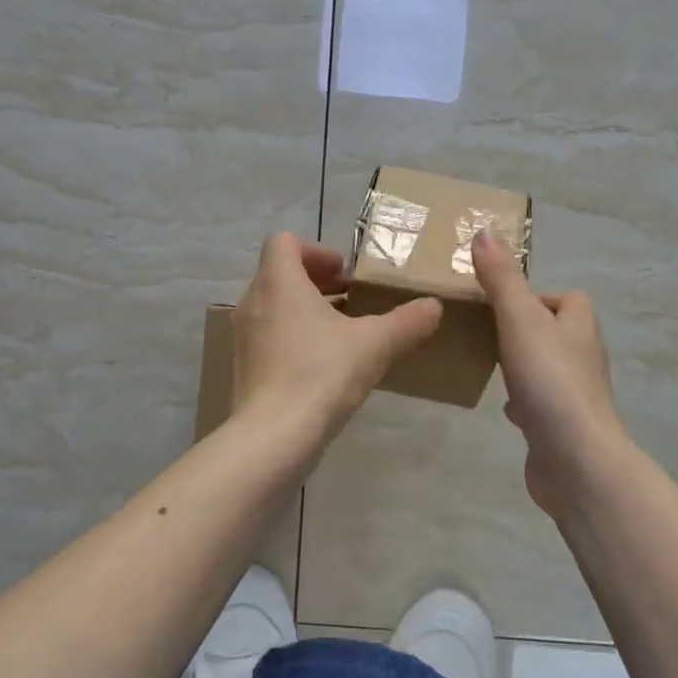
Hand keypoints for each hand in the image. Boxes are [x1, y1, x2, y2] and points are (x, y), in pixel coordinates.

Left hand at [233, 232, 442, 437]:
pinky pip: (268, 336)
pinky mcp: (243, 366)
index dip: (316, 250)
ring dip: (305, 310)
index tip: (344, 273)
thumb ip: (407, 321)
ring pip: (274, 306)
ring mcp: (243, 336)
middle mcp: (254, 301)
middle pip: (280, 273)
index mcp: (279, 282)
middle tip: (350, 298)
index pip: (284, 242)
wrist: (273, 435)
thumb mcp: (375, 344)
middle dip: (316, 281)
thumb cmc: (321, 373)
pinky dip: (292, 336)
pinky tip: (322, 365)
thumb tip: (434, 306)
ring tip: (341, 332)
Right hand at [471, 230, 630, 516]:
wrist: (575, 460)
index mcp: (579, 326)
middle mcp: (582, 357)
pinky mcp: (561, 426)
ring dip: (522, 363)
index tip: (501, 302)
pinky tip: (502, 406)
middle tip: (485, 329)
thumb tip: (485, 230)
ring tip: (488, 362)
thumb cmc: (550, 380)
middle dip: (525, 328)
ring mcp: (574, 394)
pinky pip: (540, 403)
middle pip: (556, 331)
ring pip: (546, 367)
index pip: (568, 298)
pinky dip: (522, 400)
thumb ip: (501, 278)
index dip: (538, 295)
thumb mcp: (519, 319)